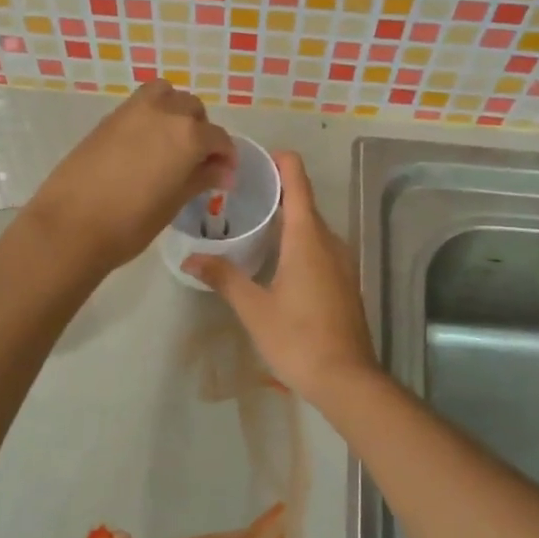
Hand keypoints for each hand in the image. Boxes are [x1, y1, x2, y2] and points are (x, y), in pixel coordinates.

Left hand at [25, 79, 235, 274]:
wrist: (70, 225)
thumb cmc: (131, 222)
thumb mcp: (174, 202)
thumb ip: (201, 178)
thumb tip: (223, 171)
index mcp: (188, 134)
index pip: (219, 138)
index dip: (226, 158)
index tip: (224, 178)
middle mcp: (163, 112)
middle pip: (193, 110)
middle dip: (202, 132)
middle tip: (198, 163)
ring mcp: (132, 111)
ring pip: (166, 96)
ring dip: (175, 113)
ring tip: (171, 145)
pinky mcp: (108, 118)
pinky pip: (140, 106)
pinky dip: (151, 116)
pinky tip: (145, 148)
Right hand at [182, 152, 379, 404]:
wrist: (347, 379)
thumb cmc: (298, 338)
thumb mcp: (254, 308)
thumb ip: (224, 278)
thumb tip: (191, 259)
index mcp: (307, 238)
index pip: (298, 181)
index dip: (280, 161)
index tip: (254, 158)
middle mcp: (330, 241)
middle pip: (304, 201)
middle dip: (276, 191)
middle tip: (239, 194)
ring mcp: (342, 262)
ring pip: (313, 227)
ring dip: (287, 218)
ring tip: (252, 222)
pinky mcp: (345, 282)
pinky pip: (320, 247)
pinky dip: (299, 240)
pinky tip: (276, 258)